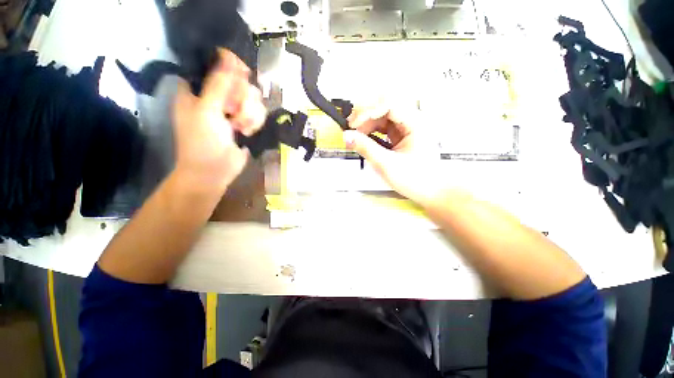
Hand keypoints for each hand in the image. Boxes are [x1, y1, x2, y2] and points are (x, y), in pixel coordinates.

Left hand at [172, 48, 265, 194]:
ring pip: (254, 98)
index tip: (241, 77)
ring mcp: (233, 109)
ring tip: (240, 127)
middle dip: (242, 98)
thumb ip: (219, 84)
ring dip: (250, 114)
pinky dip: (255, 123)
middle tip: (233, 112)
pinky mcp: (246, 121)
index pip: (219, 64)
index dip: (232, 67)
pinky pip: (259, 113)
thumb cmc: (202, 142)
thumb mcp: (207, 111)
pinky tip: (247, 132)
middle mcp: (218, 95)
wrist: (214, 171)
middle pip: (241, 81)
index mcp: (200, 87)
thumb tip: (228, 56)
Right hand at [343, 103, 442, 205]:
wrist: (431, 192)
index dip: (368, 111)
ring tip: (355, 135)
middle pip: (385, 106)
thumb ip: (366, 148)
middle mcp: (412, 120)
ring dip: (367, 123)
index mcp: (415, 123)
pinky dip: (372, 131)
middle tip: (351, 127)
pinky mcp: (402, 136)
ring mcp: (407, 128)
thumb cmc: (414, 179)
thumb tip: (346, 136)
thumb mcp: (387, 164)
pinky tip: (364, 139)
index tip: (353, 125)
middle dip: (365, 114)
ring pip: (383, 116)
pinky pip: (384, 128)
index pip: (389, 104)